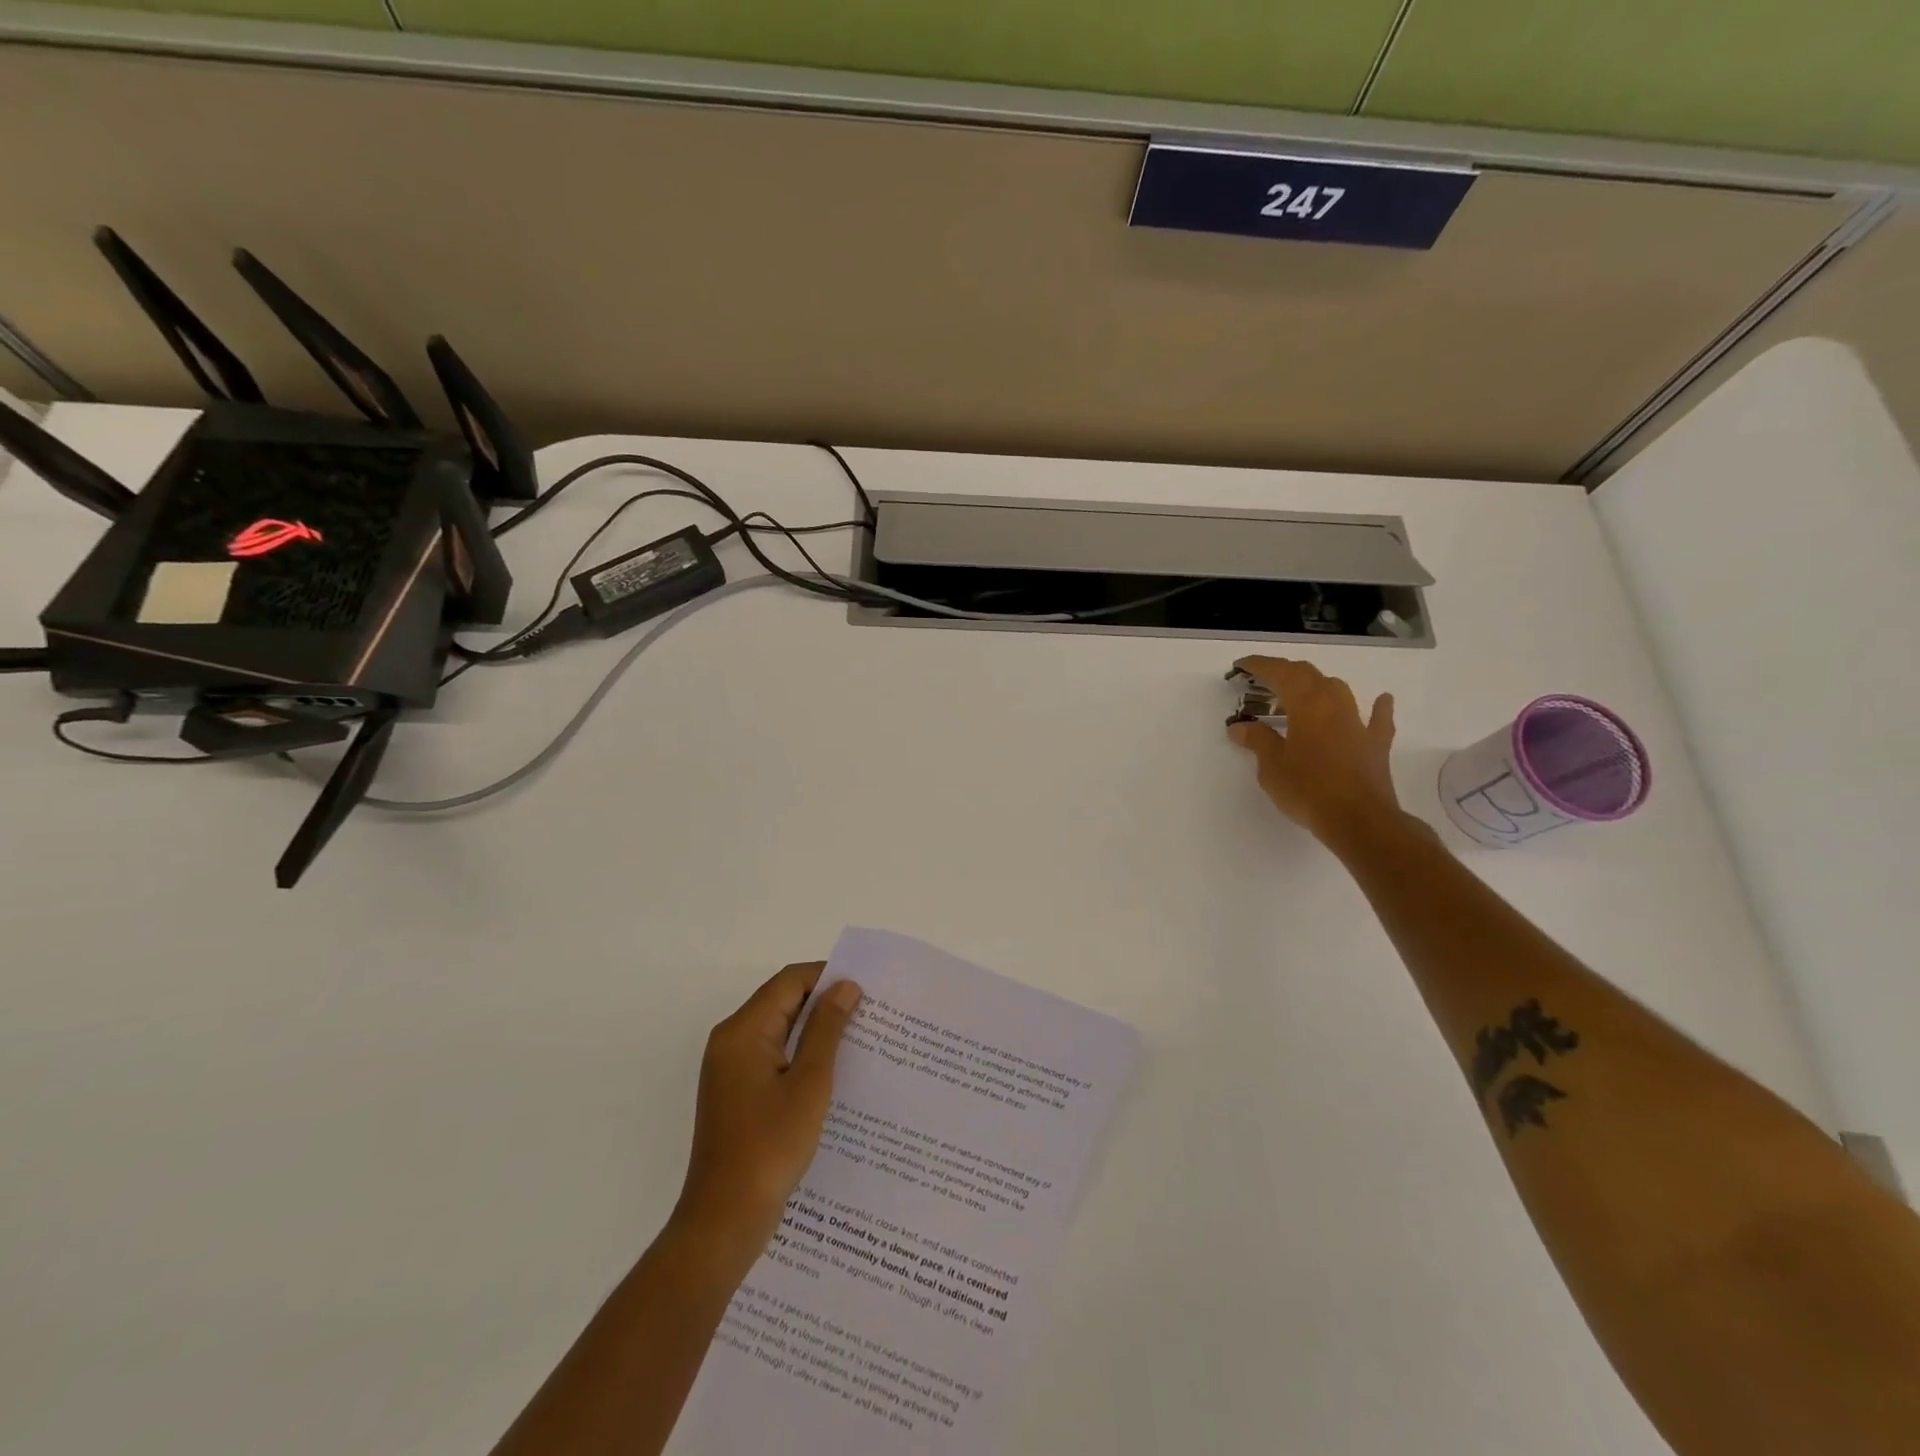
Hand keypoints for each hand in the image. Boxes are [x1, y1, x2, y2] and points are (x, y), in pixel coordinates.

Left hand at [671, 963, 863, 1270]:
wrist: (724, 1220)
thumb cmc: (770, 1147)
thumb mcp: (809, 1083)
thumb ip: (827, 1029)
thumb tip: (845, 986)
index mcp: (743, 1031)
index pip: (789, 981)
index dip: (827, 976)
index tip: (866, 987)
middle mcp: (731, 1040)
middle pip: (782, 1001)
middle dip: (824, 1002)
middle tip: (869, 1011)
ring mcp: (730, 1068)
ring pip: (778, 1029)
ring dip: (815, 1029)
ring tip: (858, 1037)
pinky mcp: (735, 1091)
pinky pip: (772, 1055)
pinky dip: (800, 1053)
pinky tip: (832, 1070)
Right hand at [1227, 656, 1401, 846]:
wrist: (1358, 820)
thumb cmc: (1308, 790)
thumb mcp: (1272, 766)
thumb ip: (1257, 741)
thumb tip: (1239, 726)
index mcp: (1307, 705)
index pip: (1281, 673)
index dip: (1260, 666)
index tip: (1241, 666)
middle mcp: (1334, 705)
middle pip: (1309, 675)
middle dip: (1284, 672)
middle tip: (1263, 679)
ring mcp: (1359, 723)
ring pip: (1338, 690)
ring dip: (1317, 685)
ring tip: (1301, 692)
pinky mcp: (1375, 744)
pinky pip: (1377, 718)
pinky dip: (1377, 707)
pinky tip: (1381, 699)